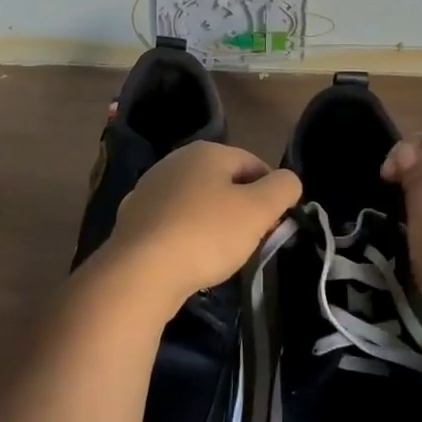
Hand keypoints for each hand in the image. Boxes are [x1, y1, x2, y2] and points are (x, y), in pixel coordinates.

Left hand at [99, 142, 301, 312]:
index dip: (271, 193)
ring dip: (213, 223)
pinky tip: (189, 258)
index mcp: (206, 151)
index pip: (253, 163)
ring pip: (196, 202)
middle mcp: (174, 161)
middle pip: (223, 182)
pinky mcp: (133, 217)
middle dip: (242, 209)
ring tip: (221, 255)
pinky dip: (186, 236)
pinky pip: (172, 222)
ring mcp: (149, 188)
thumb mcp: (258, 210)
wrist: (141, 271)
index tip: (276, 225)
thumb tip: (287, 181)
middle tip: (252, 241)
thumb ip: (283, 188)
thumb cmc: (206, 234)